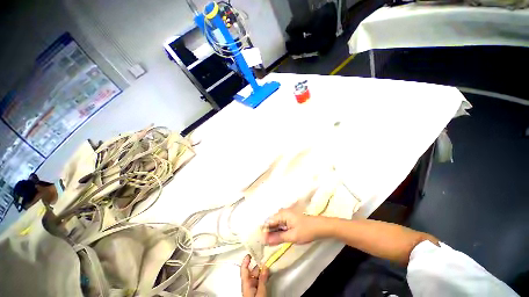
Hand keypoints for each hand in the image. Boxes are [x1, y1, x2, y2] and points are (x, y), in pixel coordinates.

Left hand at [241, 254, 268, 296]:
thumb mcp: (261, 293)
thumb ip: (262, 279)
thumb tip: (265, 266)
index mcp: (246, 284)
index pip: (244, 269)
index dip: (246, 261)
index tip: (250, 254)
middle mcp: (248, 285)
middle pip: (252, 271)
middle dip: (258, 264)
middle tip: (265, 257)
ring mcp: (252, 288)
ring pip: (256, 275)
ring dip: (262, 270)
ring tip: (269, 264)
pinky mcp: (256, 292)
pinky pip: (259, 280)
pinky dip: (263, 276)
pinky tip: (268, 273)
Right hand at [263, 208, 322, 245]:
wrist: (320, 227)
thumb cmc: (306, 230)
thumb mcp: (292, 236)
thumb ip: (278, 238)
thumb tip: (265, 240)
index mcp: (282, 214)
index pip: (268, 222)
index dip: (264, 231)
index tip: (262, 242)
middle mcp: (282, 213)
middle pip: (271, 222)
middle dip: (268, 232)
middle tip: (266, 244)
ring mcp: (286, 216)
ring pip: (276, 224)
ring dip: (273, 233)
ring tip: (270, 243)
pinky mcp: (289, 219)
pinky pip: (281, 225)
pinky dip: (279, 232)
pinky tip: (278, 238)